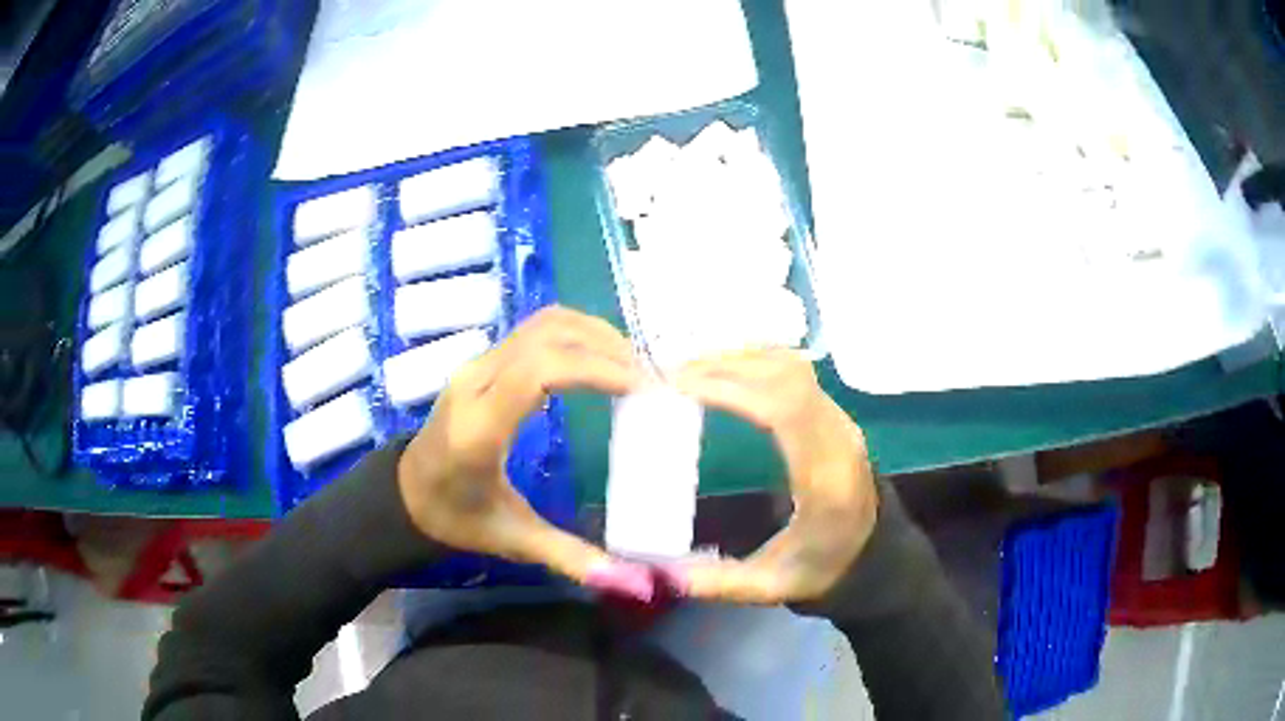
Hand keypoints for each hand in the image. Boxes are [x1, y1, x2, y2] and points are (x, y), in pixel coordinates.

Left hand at [397, 306, 654, 598]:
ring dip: (592, 334)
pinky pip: (534, 330)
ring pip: (541, 323)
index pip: (539, 372)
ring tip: (633, 364)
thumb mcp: (512, 541)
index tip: (642, 387)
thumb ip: (570, 557)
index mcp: (480, 427)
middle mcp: (476, 382)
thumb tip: (631, 582)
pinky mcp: (483, 362)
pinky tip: (600, 360)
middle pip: (546, 336)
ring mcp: (477, 365)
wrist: (404, 493)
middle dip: (606, 346)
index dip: (596, 369)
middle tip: (650, 377)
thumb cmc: (455, 518)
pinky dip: (574, 334)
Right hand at [671, 348, 877, 603]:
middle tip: (670, 375)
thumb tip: (658, 572)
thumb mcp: (771, 587)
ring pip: (791, 366)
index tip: (680, 387)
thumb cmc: (824, 568)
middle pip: (785, 377)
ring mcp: (839, 420)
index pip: (784, 411)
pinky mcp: (833, 414)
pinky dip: (756, 361)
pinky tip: (725, 370)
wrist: (875, 555)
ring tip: (690, 368)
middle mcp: (837, 437)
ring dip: (740, 359)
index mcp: (825, 479)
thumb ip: (717, 583)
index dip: (732, 389)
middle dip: (724, 367)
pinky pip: (795, 371)